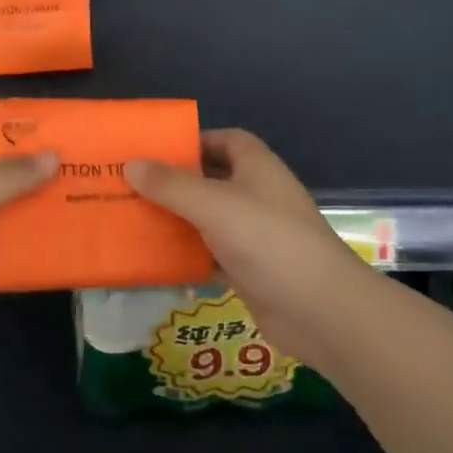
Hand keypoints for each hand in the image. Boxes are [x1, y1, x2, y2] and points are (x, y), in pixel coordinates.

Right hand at [125, 129, 361, 368]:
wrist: (320, 311)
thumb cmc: (269, 241)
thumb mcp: (214, 205)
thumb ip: (171, 185)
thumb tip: (131, 164)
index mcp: (257, 168)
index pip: (226, 140)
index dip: (195, 141)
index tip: (156, 151)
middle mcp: (257, 196)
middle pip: (212, 180)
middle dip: (176, 183)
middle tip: (131, 186)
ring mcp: (255, 235)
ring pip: (208, 220)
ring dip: (178, 220)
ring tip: (134, 219)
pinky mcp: (250, 270)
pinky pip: (211, 255)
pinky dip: (188, 256)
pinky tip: (156, 260)